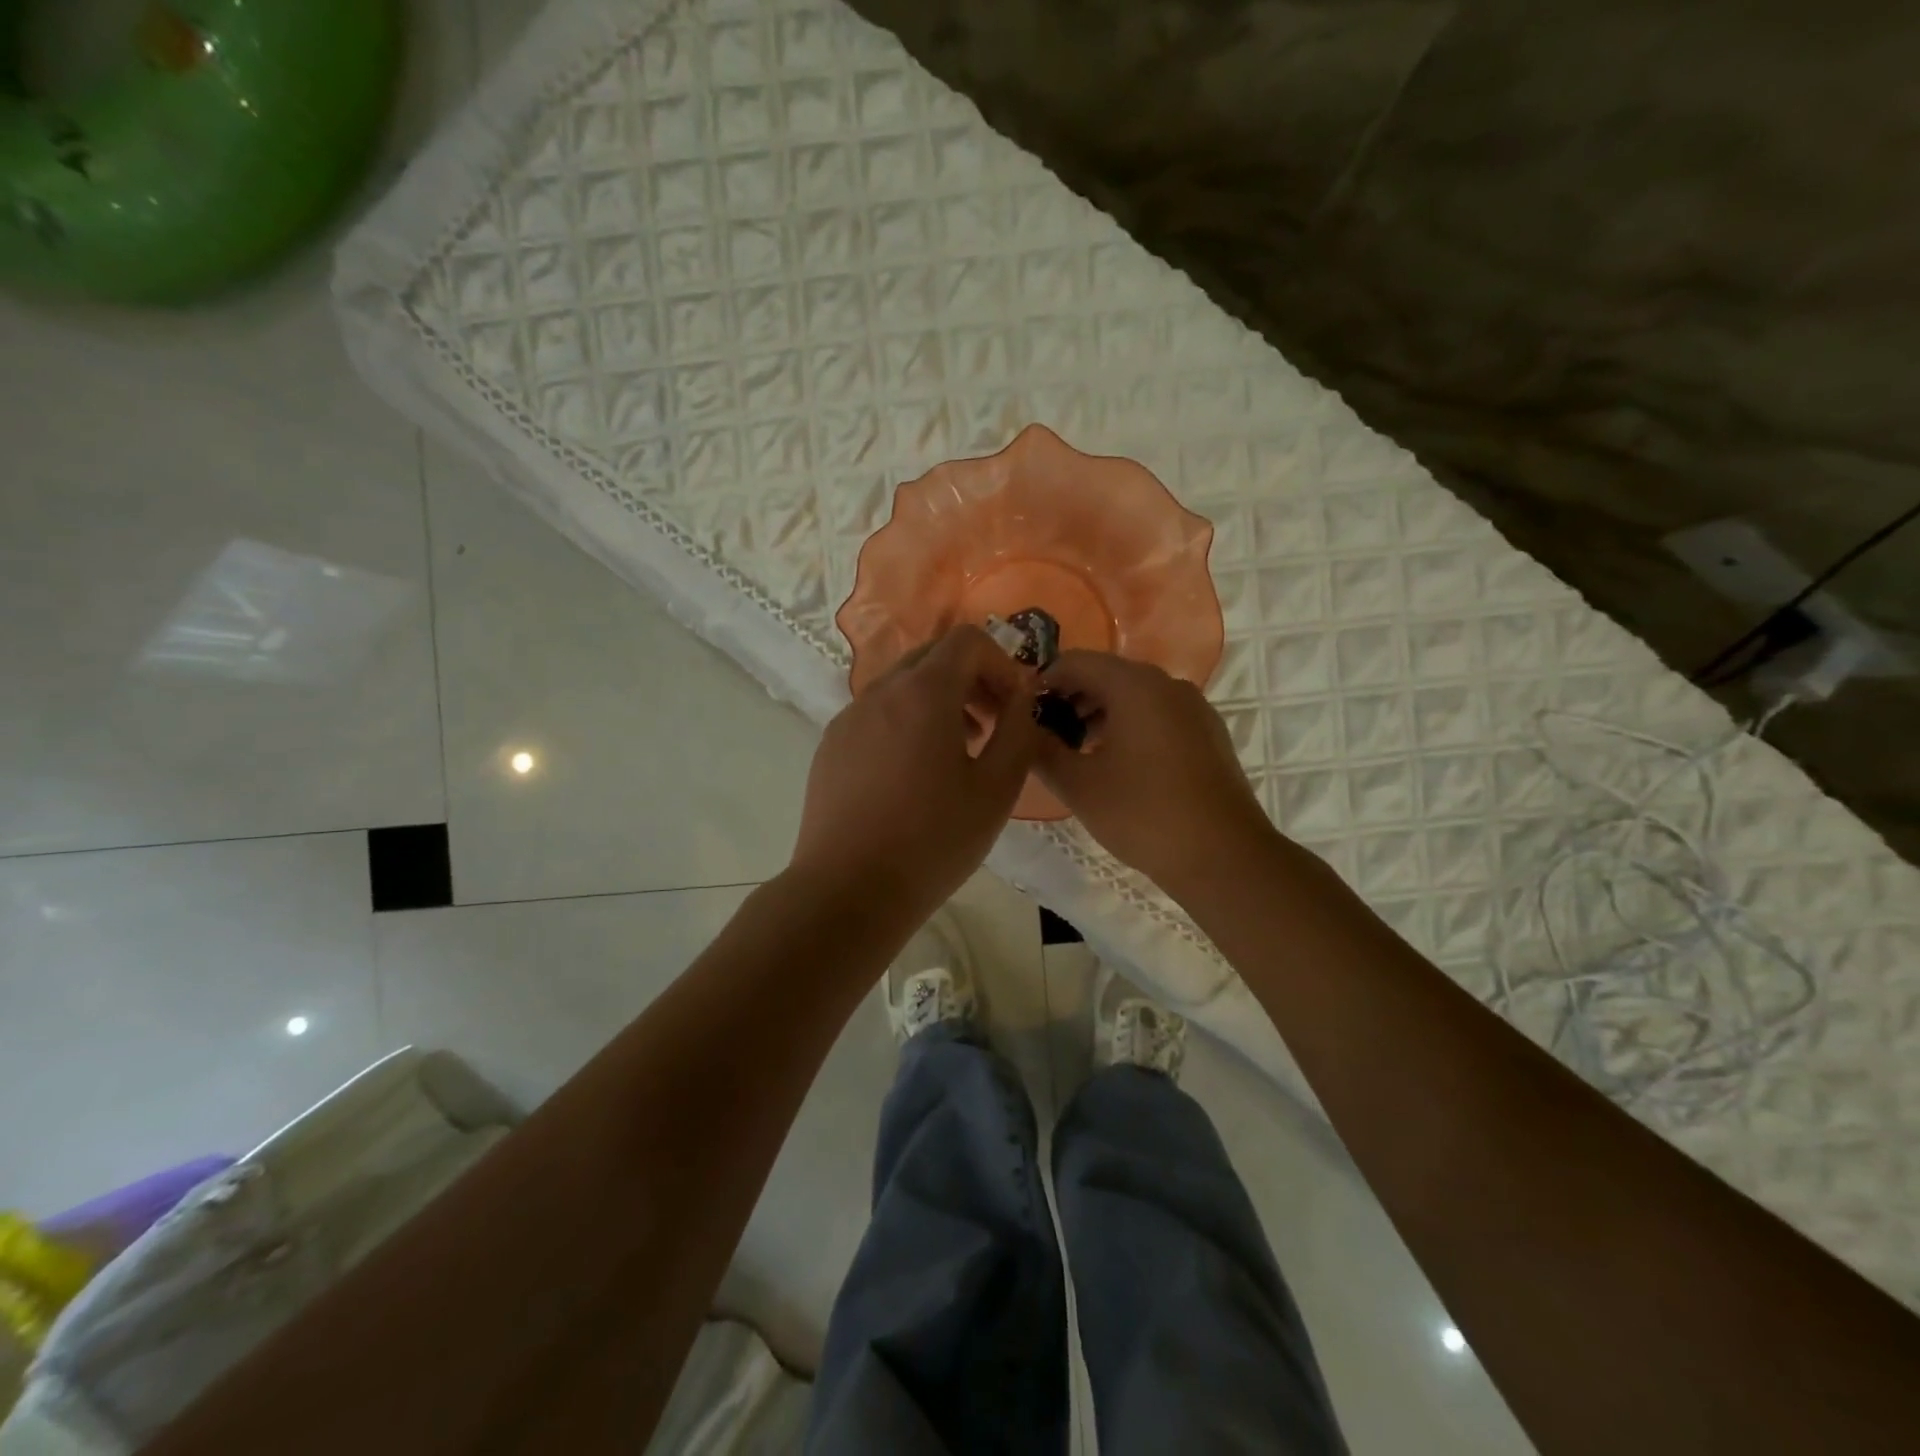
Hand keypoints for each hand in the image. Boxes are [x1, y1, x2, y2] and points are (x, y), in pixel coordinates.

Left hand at [790, 625, 1040, 917]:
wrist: (849, 891)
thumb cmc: (933, 841)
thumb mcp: (996, 789)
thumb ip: (1019, 730)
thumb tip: (1022, 695)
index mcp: (923, 693)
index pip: (967, 640)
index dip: (1000, 662)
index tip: (1013, 705)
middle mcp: (879, 692)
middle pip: (932, 657)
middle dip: (971, 680)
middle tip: (992, 726)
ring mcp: (849, 718)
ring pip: (902, 686)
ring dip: (938, 702)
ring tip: (958, 752)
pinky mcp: (831, 746)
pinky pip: (876, 714)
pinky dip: (905, 722)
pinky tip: (913, 776)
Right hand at [1035, 651, 1274, 896]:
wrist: (1224, 856)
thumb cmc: (1143, 814)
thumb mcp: (1078, 785)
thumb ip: (1041, 750)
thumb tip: (1022, 729)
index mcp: (1135, 686)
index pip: (1075, 662)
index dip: (1043, 682)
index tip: (1023, 714)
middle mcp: (1168, 684)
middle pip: (1106, 675)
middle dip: (1070, 700)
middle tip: (1045, 737)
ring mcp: (1194, 708)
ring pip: (1134, 696)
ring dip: (1099, 715)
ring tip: (1076, 754)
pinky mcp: (1208, 733)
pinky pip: (1158, 715)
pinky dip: (1130, 727)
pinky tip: (1117, 766)